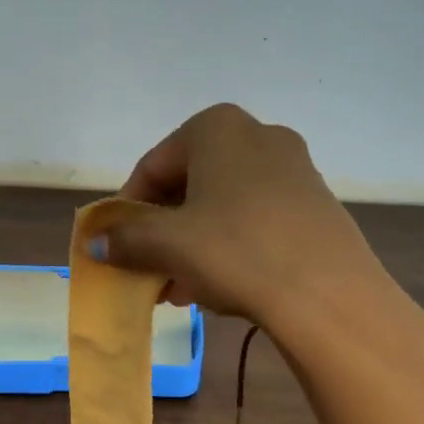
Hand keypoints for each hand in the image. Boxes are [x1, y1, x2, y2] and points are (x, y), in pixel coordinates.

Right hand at [98, 104, 423, 355]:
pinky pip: (255, 218)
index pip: (153, 166)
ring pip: (223, 204)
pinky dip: (229, 245)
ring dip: (192, 243)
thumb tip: (94, 242)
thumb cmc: (235, 250)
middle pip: (189, 184)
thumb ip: (125, 238)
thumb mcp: (168, 244)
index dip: (128, 209)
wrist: (329, 295)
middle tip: (149, 269)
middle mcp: (258, 135)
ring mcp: (294, 167)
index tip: (118, 245)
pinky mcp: (316, 202)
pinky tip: (219, 285)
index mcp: (216, 128)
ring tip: (179, 288)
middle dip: (163, 230)